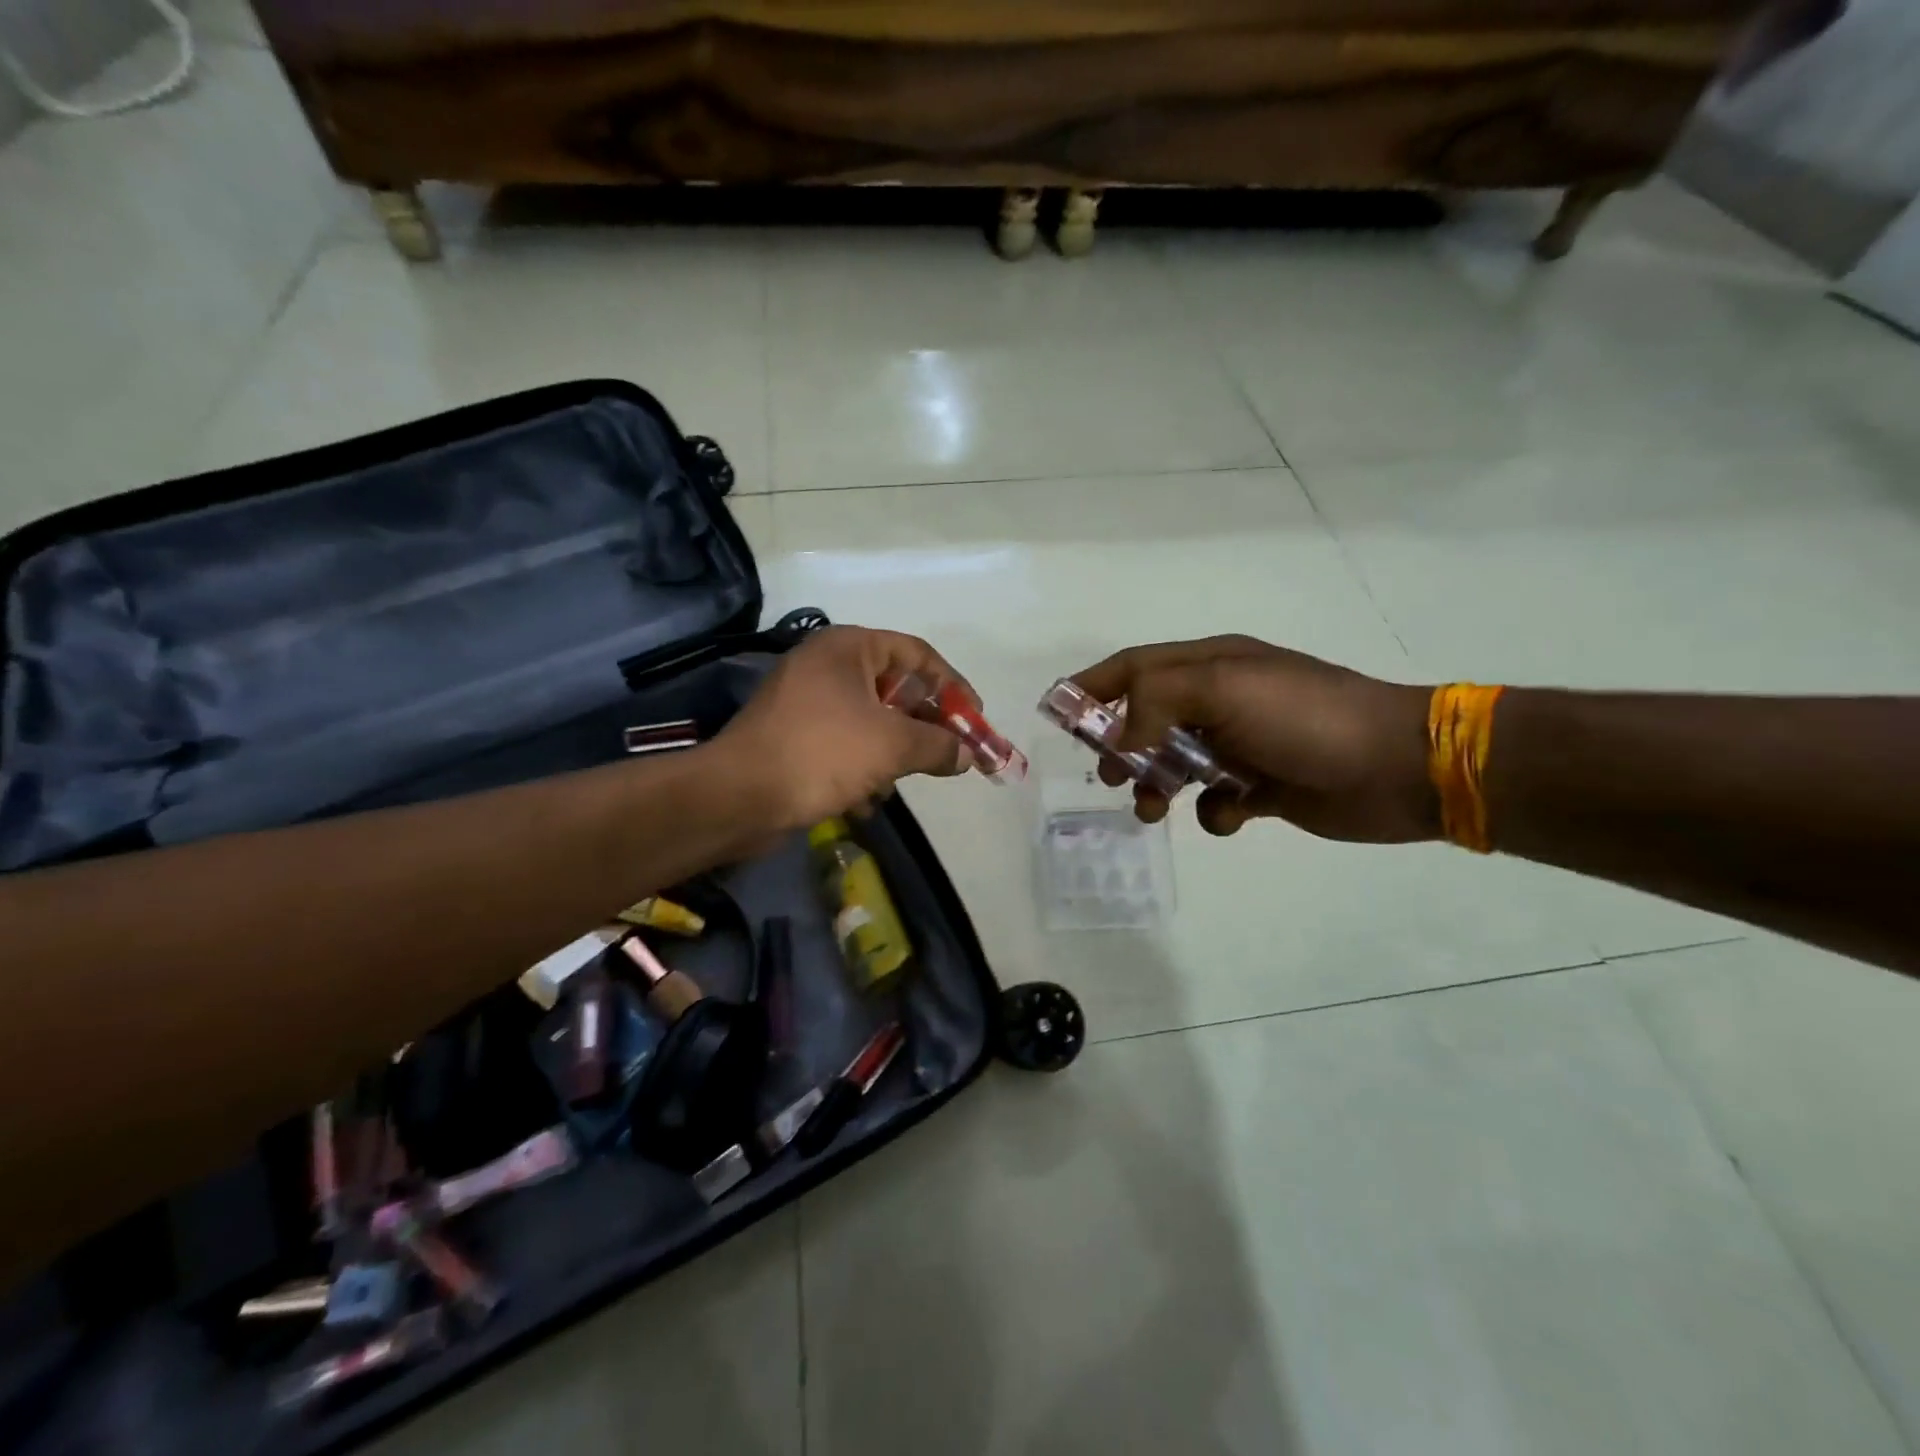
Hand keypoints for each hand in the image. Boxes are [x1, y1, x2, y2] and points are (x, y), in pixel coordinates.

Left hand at [716, 625, 974, 831]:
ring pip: (871, 721)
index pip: (916, 654)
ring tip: (898, 781)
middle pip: (895, 689)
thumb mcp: (892, 745)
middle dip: (924, 726)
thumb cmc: (822, 753)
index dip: (952, 686)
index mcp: (848, 647)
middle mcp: (826, 665)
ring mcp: (806, 701)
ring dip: (892, 754)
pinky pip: (844, 744)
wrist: (738, 797)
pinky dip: (860, 769)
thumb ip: (938, 745)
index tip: (975, 718)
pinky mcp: (794, 736)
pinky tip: (864, 800)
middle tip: (951, 753)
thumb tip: (966, 755)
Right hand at [1070, 636, 1436, 841]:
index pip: (1135, 667)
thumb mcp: (1224, 687)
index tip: (1057, 713)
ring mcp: (1242, 744)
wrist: (1396, 766)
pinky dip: (1212, 812)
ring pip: (1176, 763)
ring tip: (1152, 809)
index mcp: (1211, 665)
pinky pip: (1216, 800)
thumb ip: (1157, 701)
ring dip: (1156, 785)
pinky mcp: (1262, 786)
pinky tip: (1230, 815)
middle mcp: (1221, 700)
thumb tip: (1120, 737)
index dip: (1093, 686)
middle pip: (1148, 718)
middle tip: (1111, 775)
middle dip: (1121, 746)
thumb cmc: (1305, 717)